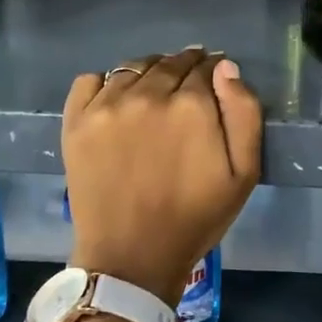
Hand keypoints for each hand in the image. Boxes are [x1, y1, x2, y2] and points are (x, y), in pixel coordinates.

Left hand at [61, 48, 262, 307]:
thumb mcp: (243, 173)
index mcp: (191, 104)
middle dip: (183, 68)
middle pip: (169, 63)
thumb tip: (225, 67)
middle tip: (186, 87)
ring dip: (148, 72)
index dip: (212, 71)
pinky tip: (115, 100)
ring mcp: (107, 105)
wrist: (131, 257)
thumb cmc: (194, 218)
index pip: (205, 67)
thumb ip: (244, 113)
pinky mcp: (77, 121)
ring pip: (132, 68)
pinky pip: (89, 80)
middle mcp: (147, 94)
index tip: (213, 81)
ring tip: (153, 91)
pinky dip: (105, 82)